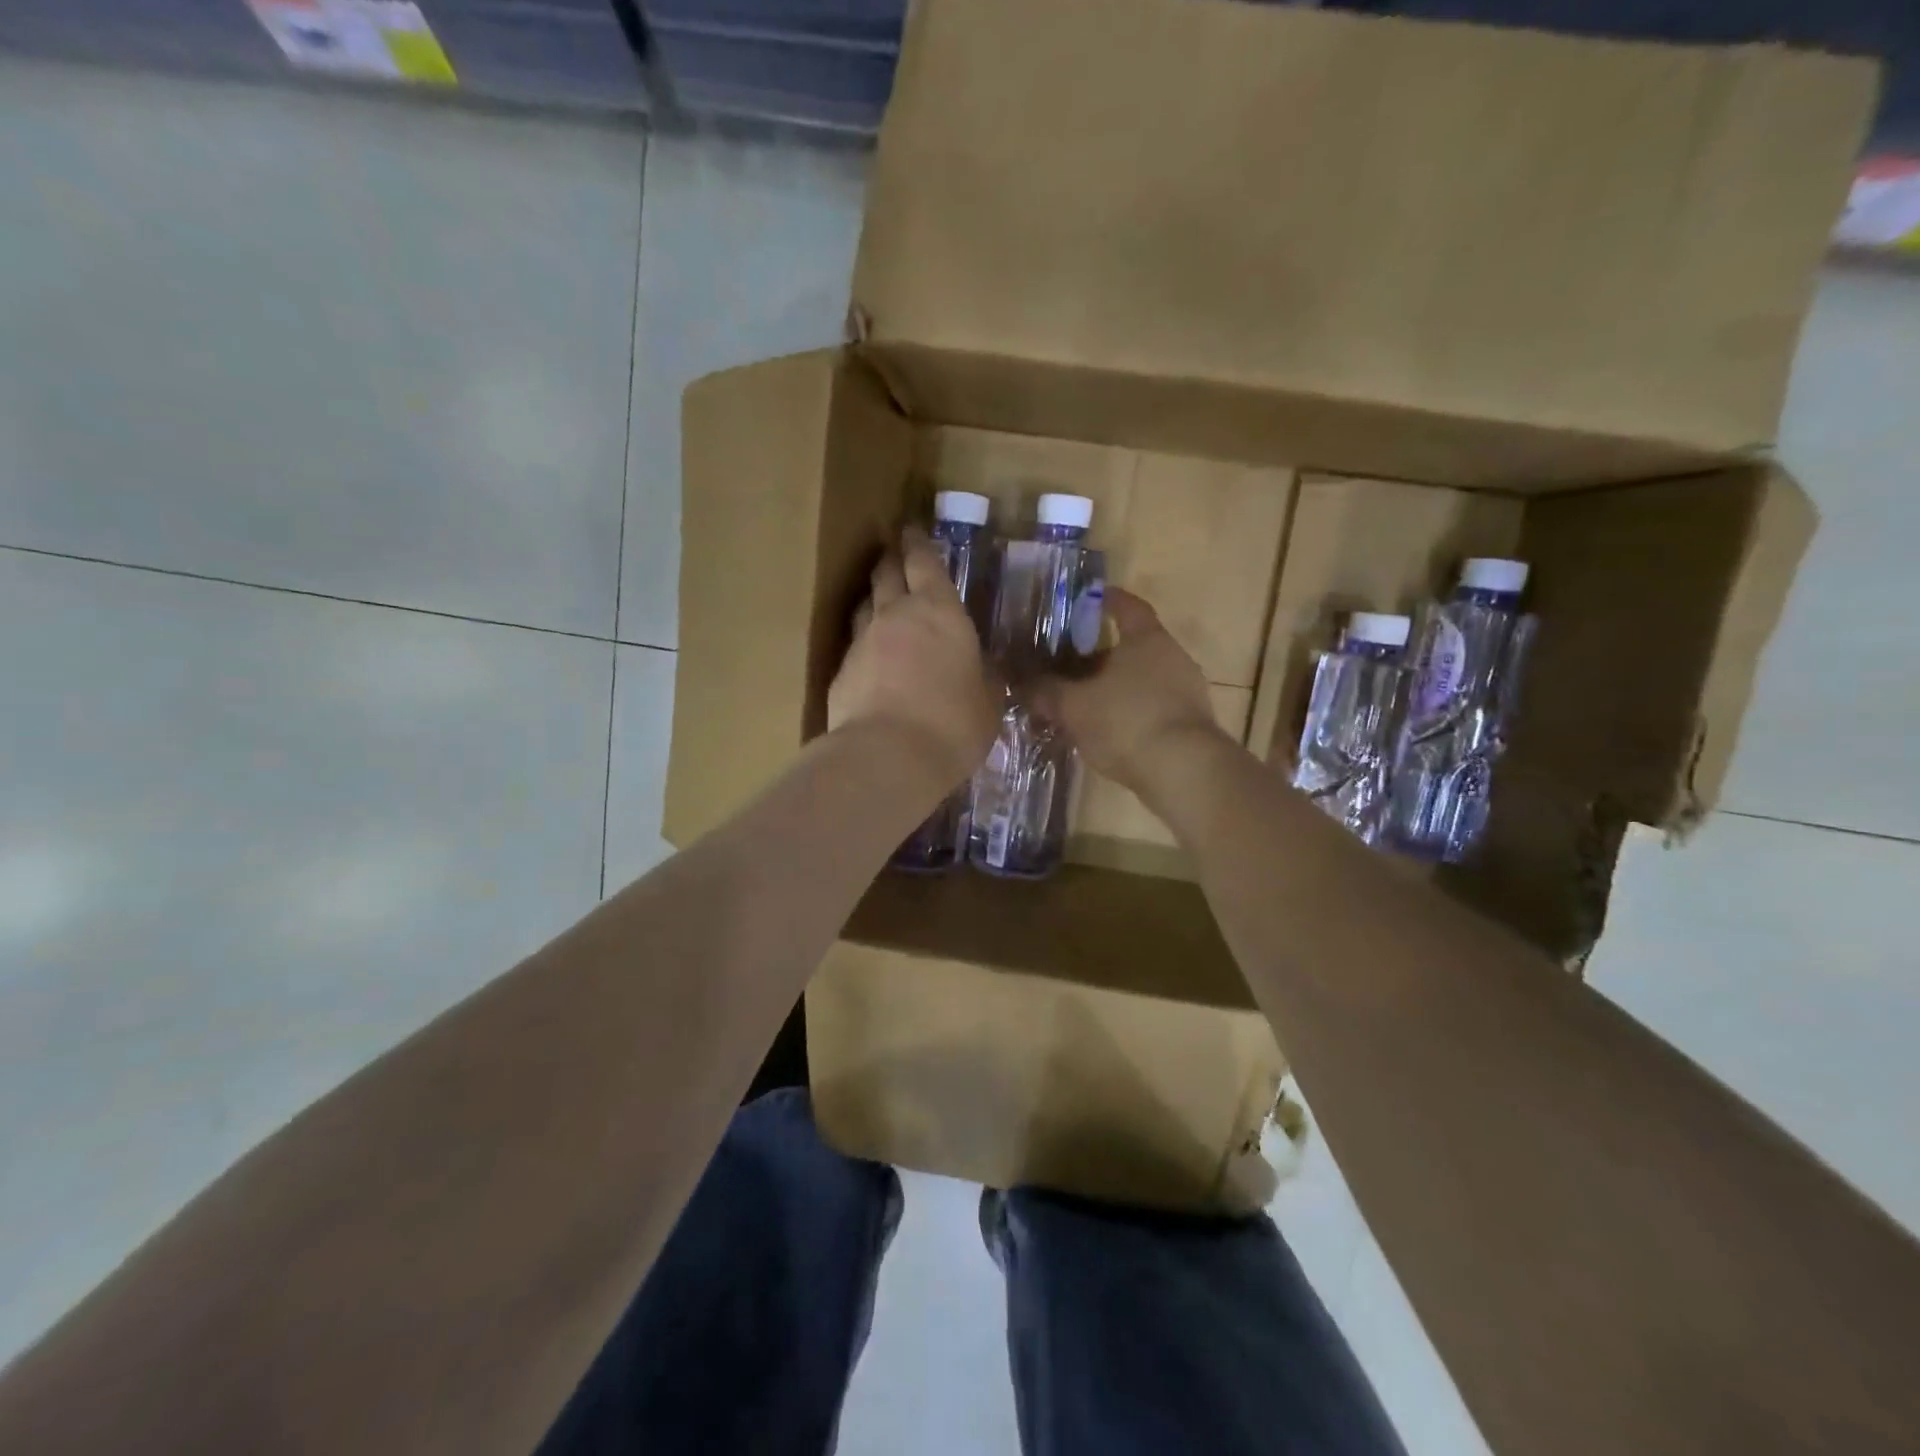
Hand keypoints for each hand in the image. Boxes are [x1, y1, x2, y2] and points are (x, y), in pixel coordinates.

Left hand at [828, 528, 998, 789]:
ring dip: (873, 600)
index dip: (918, 544)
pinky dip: (864, 647)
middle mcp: (895, 616)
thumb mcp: (988, 702)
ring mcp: (861, 642)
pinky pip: (853, 648)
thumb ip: (984, 678)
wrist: (888, 756)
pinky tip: (871, 662)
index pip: (924, 562)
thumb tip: (982, 670)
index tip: (912, 530)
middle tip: (894, 555)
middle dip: (891, 560)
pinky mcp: (840, 673)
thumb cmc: (953, 724)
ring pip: (864, 606)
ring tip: (880, 603)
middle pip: (886, 574)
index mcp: (940, 612)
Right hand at [1032, 588, 1226, 799]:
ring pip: (1144, 679)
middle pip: (1135, 645)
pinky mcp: (1192, 724)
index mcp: (1147, 640)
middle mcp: (1173, 657)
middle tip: (1071, 662)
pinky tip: (1110, 731)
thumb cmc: (1127, 723)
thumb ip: (1046, 692)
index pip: (1128, 607)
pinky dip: (1132, 712)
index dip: (1107, 600)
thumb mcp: (1074, 707)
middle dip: (1103, 653)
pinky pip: (1154, 707)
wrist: (1185, 773)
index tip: (1089, 598)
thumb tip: (1021, 682)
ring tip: (1086, 701)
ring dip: (1117, 686)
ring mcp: (1188, 692)